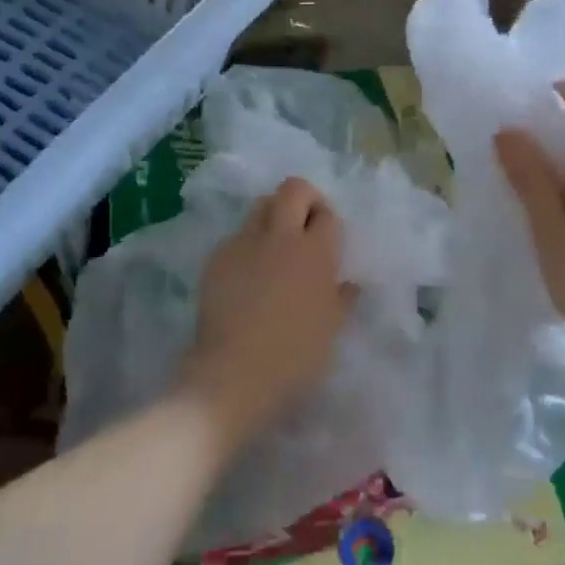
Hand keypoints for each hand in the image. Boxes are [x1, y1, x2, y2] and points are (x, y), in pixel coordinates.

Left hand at [179, 177, 355, 437]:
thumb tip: (348, 284)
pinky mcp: (216, 258)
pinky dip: (247, 245)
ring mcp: (243, 244)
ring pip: (260, 207)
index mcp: (315, 252)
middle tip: (305, 228)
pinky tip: (248, 276)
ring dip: (273, 217)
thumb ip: (342, 299)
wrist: (234, 374)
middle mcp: (280, 237)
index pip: (327, 214)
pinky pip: (236, 237)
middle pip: (292, 190)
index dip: (329, 222)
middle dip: (303, 200)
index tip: (328, 242)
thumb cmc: (295, 356)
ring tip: (276, 248)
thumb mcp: (331, 329)